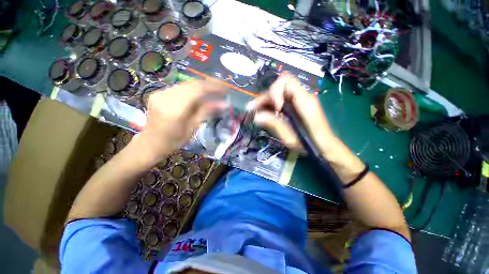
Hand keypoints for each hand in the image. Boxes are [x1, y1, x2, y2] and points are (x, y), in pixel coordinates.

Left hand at [133, 80, 225, 163]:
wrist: (150, 143)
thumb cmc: (174, 141)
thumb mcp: (193, 128)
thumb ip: (206, 112)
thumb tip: (224, 104)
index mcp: (175, 109)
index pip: (197, 90)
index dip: (213, 86)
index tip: (226, 88)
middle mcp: (166, 97)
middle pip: (192, 84)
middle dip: (209, 85)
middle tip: (222, 88)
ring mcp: (160, 93)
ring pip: (186, 84)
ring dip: (201, 87)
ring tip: (214, 92)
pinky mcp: (158, 93)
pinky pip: (180, 88)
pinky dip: (193, 90)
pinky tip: (200, 95)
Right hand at [248, 72, 334, 152]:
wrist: (325, 145)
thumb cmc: (310, 144)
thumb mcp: (290, 137)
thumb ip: (274, 124)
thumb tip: (256, 117)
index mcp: (304, 102)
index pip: (286, 81)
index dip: (275, 92)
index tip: (275, 108)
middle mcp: (303, 96)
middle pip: (280, 86)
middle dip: (266, 97)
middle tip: (253, 109)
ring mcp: (301, 99)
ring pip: (279, 93)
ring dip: (266, 100)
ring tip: (254, 111)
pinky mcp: (298, 104)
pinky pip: (282, 99)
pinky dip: (272, 104)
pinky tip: (264, 112)